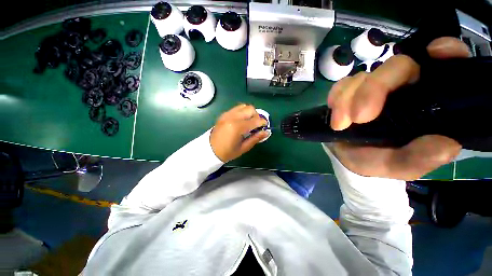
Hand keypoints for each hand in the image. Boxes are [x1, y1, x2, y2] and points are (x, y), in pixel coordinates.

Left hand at [210, 104, 267, 161]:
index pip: (255, 120)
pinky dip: (242, 112)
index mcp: (237, 127)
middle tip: (256, 125)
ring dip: (249, 113)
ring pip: (244, 106)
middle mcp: (232, 117)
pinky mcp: (224, 114)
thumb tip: (266, 132)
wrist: (209, 150)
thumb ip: (256, 138)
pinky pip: (236, 108)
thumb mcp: (243, 148)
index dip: (263, 123)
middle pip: (250, 109)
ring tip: (249, 122)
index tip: (265, 127)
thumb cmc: (227, 152)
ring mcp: (227, 114)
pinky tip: (241, 121)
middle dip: (256, 116)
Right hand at [327, 37, 470, 179]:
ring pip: (364, 76)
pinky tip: (335, 113)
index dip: (447, 52)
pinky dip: (336, 97)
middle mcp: (404, 88)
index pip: (447, 67)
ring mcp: (374, 87)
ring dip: (347, 99)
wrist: (346, 156)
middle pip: (397, 66)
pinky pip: (342, 84)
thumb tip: (448, 145)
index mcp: (427, 103)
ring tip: (340, 124)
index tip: (436, 52)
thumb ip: (419, 159)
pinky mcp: (351, 91)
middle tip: (358, 117)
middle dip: (374, 89)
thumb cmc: (377, 160)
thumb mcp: (398, 166)